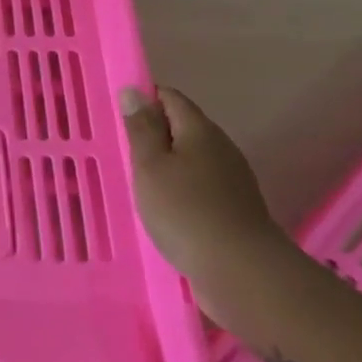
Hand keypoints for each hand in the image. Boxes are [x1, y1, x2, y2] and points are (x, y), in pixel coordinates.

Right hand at [120, 87, 287, 322]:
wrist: (242, 271)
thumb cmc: (185, 211)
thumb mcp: (150, 166)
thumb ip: (141, 129)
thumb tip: (134, 91)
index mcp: (199, 130)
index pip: (170, 98)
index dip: (144, 100)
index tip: (119, 118)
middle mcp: (220, 147)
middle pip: (184, 127)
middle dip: (155, 134)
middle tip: (123, 152)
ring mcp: (232, 179)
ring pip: (193, 158)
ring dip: (167, 165)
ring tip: (139, 182)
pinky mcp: (235, 208)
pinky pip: (201, 185)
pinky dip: (181, 189)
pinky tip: (165, 208)